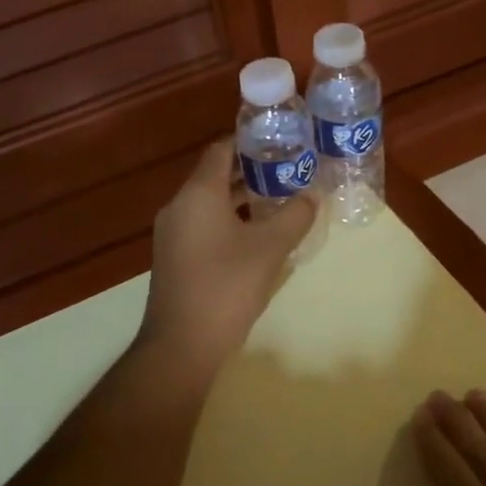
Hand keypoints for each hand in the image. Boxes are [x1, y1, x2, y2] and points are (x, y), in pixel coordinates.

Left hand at [137, 140, 316, 382]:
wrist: (181, 344)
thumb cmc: (226, 287)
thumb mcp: (270, 249)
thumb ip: (294, 216)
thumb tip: (312, 196)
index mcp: (197, 194)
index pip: (221, 150)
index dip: (249, 142)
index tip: (281, 142)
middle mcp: (179, 207)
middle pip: (215, 176)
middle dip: (250, 171)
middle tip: (288, 171)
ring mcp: (173, 234)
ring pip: (209, 203)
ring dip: (241, 199)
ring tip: (278, 200)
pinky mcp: (174, 258)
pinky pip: (203, 225)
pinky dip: (228, 221)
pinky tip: (256, 236)